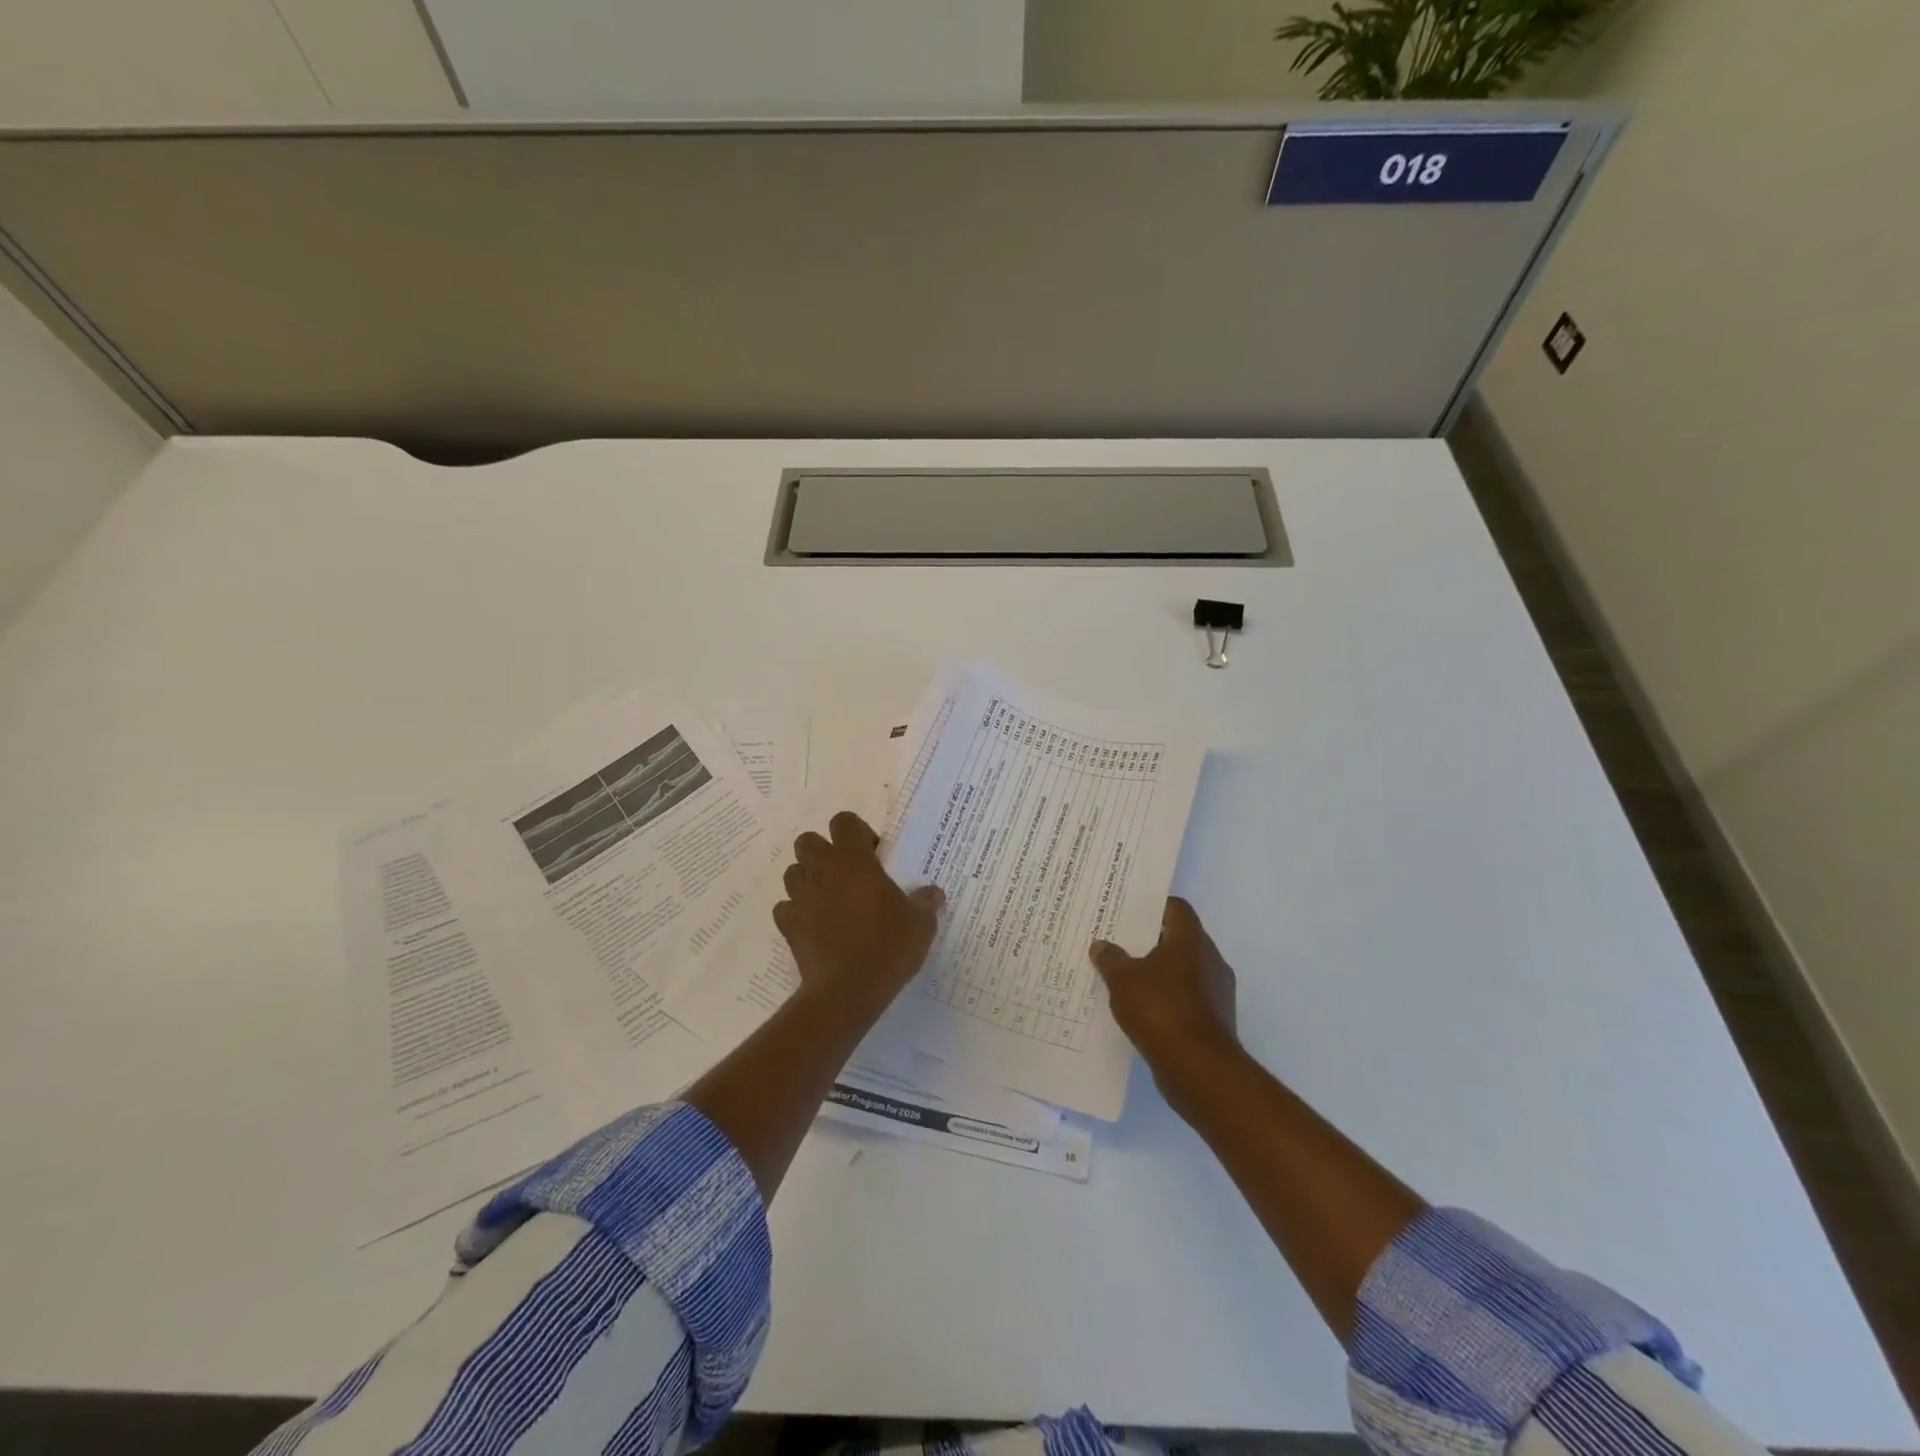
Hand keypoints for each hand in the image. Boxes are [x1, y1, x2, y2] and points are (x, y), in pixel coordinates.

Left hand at [773, 810, 944, 1014]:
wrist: (847, 991)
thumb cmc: (887, 947)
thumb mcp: (921, 924)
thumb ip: (925, 902)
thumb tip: (933, 893)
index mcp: (853, 860)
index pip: (844, 821)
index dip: (858, 832)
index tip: (875, 854)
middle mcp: (822, 871)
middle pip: (808, 841)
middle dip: (824, 851)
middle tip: (849, 874)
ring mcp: (800, 898)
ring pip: (794, 872)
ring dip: (809, 879)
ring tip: (832, 900)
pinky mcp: (788, 925)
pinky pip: (786, 907)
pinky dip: (797, 911)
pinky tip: (815, 926)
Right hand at [1091, 897, 1239, 1096]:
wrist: (1199, 1069)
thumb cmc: (1161, 1010)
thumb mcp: (1123, 980)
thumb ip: (1111, 959)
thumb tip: (1101, 945)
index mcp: (1191, 939)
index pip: (1176, 908)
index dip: (1152, 907)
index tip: (1128, 914)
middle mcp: (1210, 959)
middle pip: (1179, 939)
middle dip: (1151, 942)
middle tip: (1120, 945)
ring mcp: (1217, 991)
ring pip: (1184, 970)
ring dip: (1160, 973)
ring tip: (1127, 979)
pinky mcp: (1216, 1019)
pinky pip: (1188, 998)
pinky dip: (1168, 1000)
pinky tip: (1143, 1010)